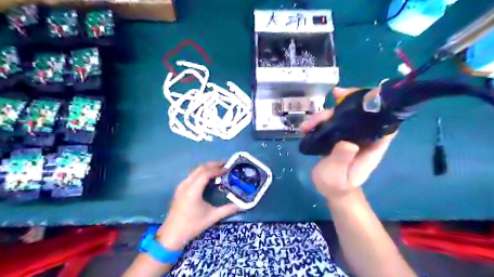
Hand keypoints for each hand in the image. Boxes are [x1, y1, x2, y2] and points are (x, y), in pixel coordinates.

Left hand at [155, 162, 238, 250]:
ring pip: (195, 171)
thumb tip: (242, 206)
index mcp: (193, 190)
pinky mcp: (179, 189)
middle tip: (225, 165)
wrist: (172, 235)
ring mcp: (181, 186)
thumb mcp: (212, 217)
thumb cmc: (192, 225)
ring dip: (207, 168)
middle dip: (213, 165)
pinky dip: (201, 173)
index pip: (206, 173)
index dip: (217, 169)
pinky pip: (191, 176)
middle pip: (200, 169)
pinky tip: (207, 178)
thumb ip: (228, 210)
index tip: (228, 168)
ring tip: (218, 169)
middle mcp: (186, 185)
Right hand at [299, 87, 395, 203]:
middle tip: (333, 96)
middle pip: (359, 114)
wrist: (331, 190)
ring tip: (306, 125)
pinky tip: (307, 126)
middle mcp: (363, 138)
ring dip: (326, 115)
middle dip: (346, 103)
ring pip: (342, 117)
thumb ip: (342, 159)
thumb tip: (347, 142)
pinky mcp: (339, 137)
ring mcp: (350, 137)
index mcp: (371, 146)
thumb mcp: (338, 175)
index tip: (362, 96)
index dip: (378, 106)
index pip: (383, 122)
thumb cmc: (337, 185)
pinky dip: (321, 121)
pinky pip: (332, 124)